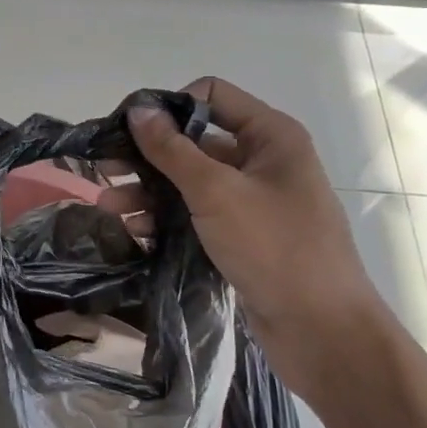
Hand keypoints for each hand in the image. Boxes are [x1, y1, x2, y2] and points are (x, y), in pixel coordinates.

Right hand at [116, 79, 399, 403]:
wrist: (322, 331)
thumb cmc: (275, 248)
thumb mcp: (217, 192)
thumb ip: (173, 150)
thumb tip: (139, 109)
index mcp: (270, 136)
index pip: (211, 96)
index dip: (170, 107)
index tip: (129, 130)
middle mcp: (263, 160)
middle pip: (195, 141)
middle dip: (149, 156)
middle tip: (104, 169)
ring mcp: (253, 200)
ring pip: (192, 181)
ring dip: (150, 190)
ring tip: (108, 208)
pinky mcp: (243, 236)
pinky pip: (198, 214)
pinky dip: (167, 218)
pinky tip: (135, 231)